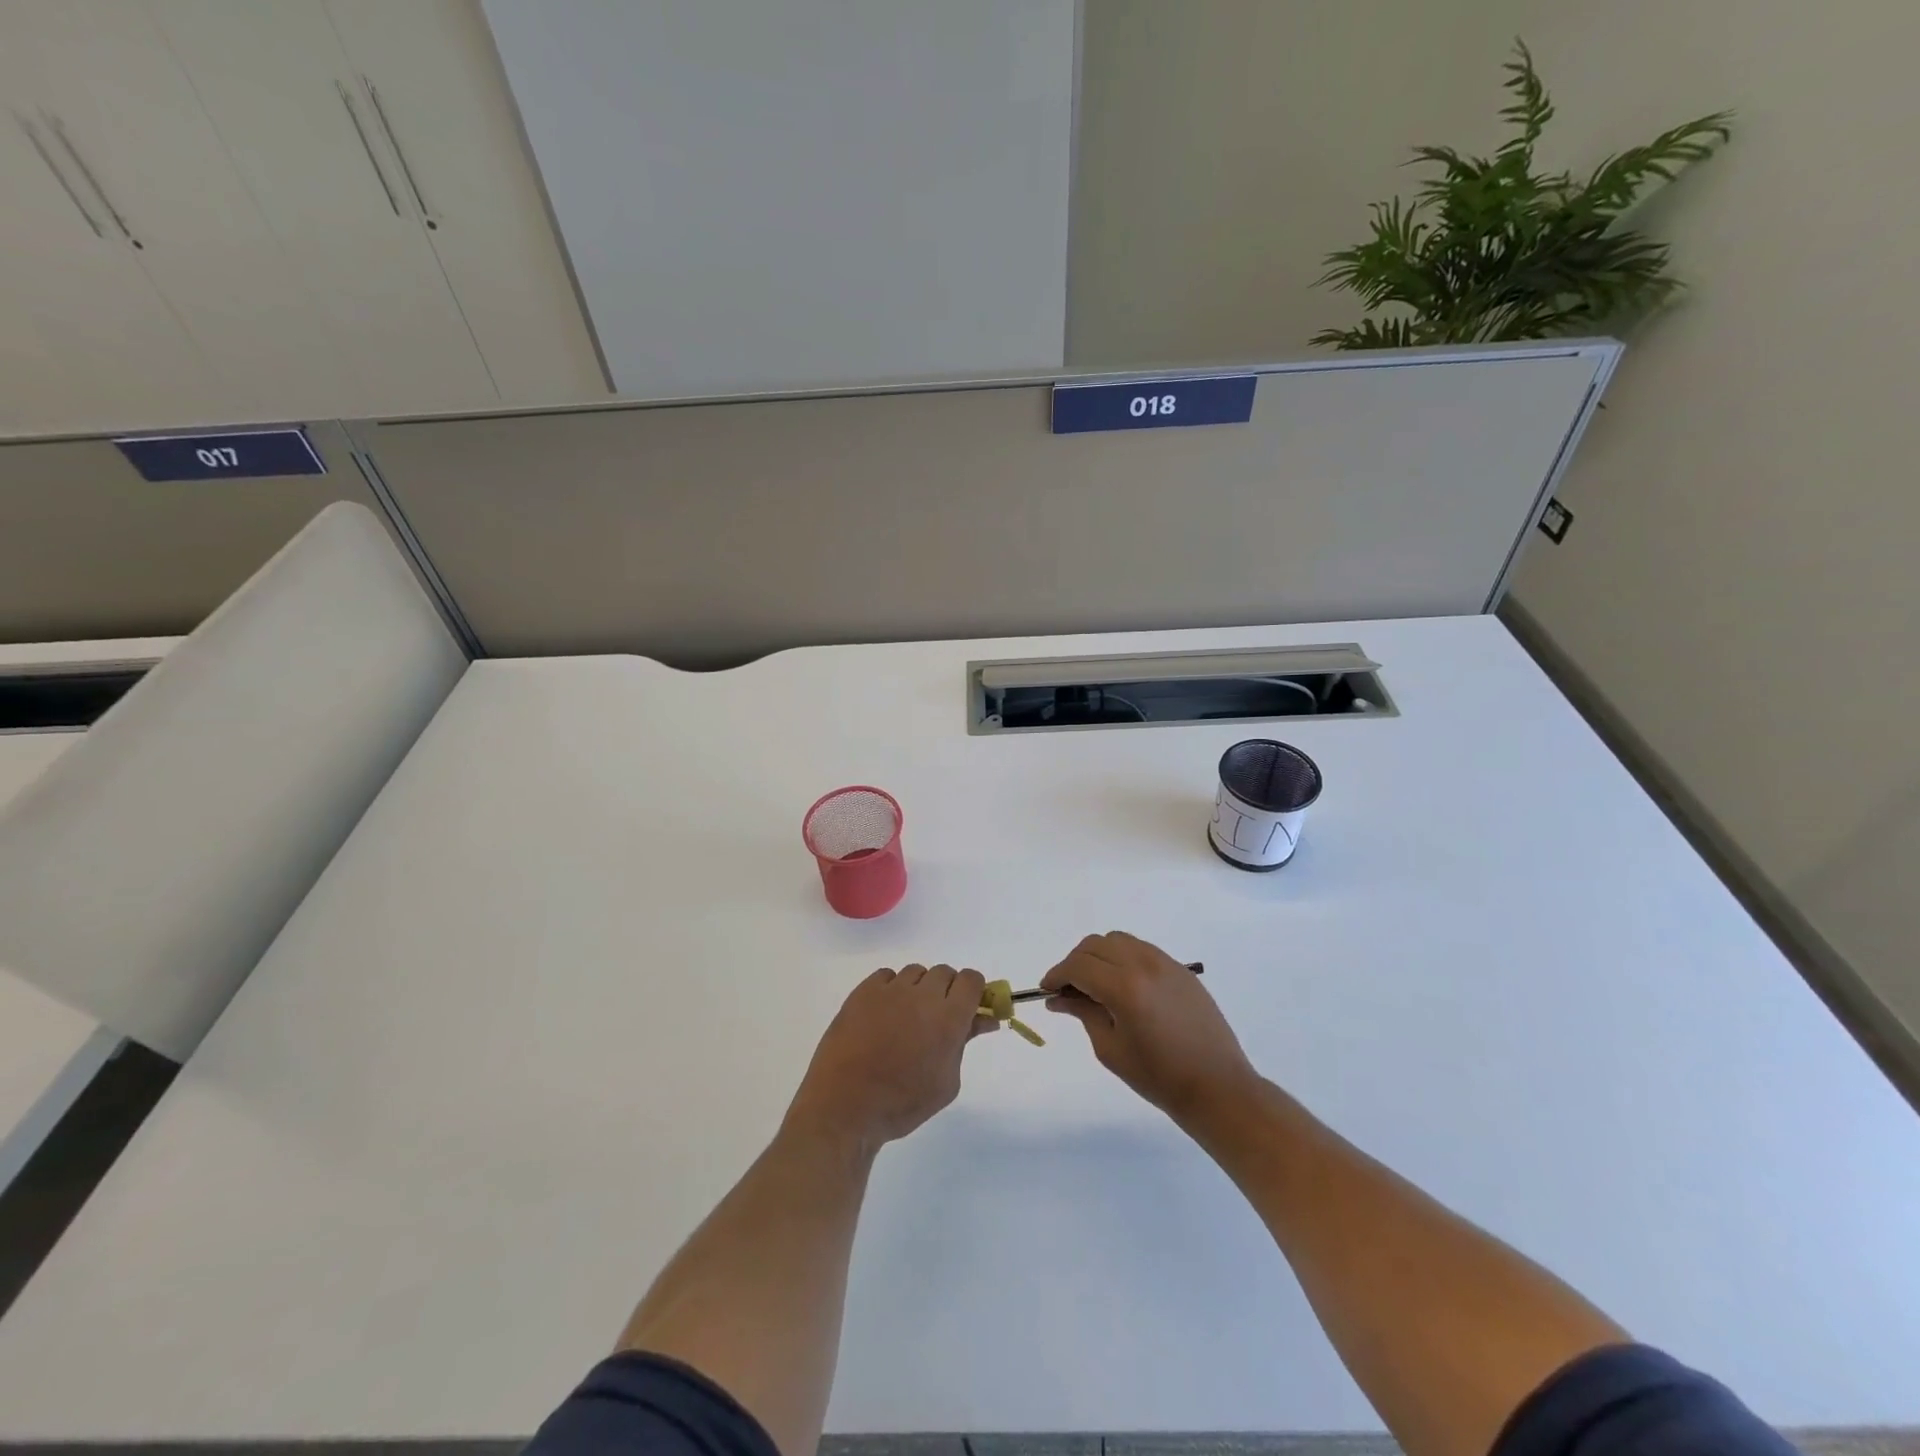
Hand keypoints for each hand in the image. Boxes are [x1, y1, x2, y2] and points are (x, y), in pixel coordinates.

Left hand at [784, 964, 993, 1151]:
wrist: (845, 1106)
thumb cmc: (902, 1104)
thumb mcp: (946, 1082)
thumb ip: (965, 1043)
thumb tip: (984, 1019)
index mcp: (948, 1019)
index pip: (972, 980)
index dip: (973, 991)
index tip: (967, 1008)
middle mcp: (922, 996)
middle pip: (945, 973)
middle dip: (946, 991)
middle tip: (935, 1019)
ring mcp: (890, 990)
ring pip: (916, 972)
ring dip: (918, 989)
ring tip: (905, 1019)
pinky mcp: (863, 991)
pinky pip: (887, 976)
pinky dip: (891, 989)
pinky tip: (883, 1015)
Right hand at [1042, 932, 1258, 1123]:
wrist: (1217, 1087)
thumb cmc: (1158, 1077)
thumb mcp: (1110, 1049)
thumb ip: (1083, 1013)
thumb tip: (1058, 998)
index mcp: (1124, 987)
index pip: (1078, 966)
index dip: (1057, 975)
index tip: (1047, 991)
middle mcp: (1144, 964)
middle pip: (1095, 945)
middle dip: (1075, 963)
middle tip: (1068, 990)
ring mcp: (1165, 963)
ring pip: (1118, 940)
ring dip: (1099, 956)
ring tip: (1095, 985)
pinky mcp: (1180, 969)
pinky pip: (1141, 949)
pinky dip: (1122, 958)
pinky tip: (1122, 985)